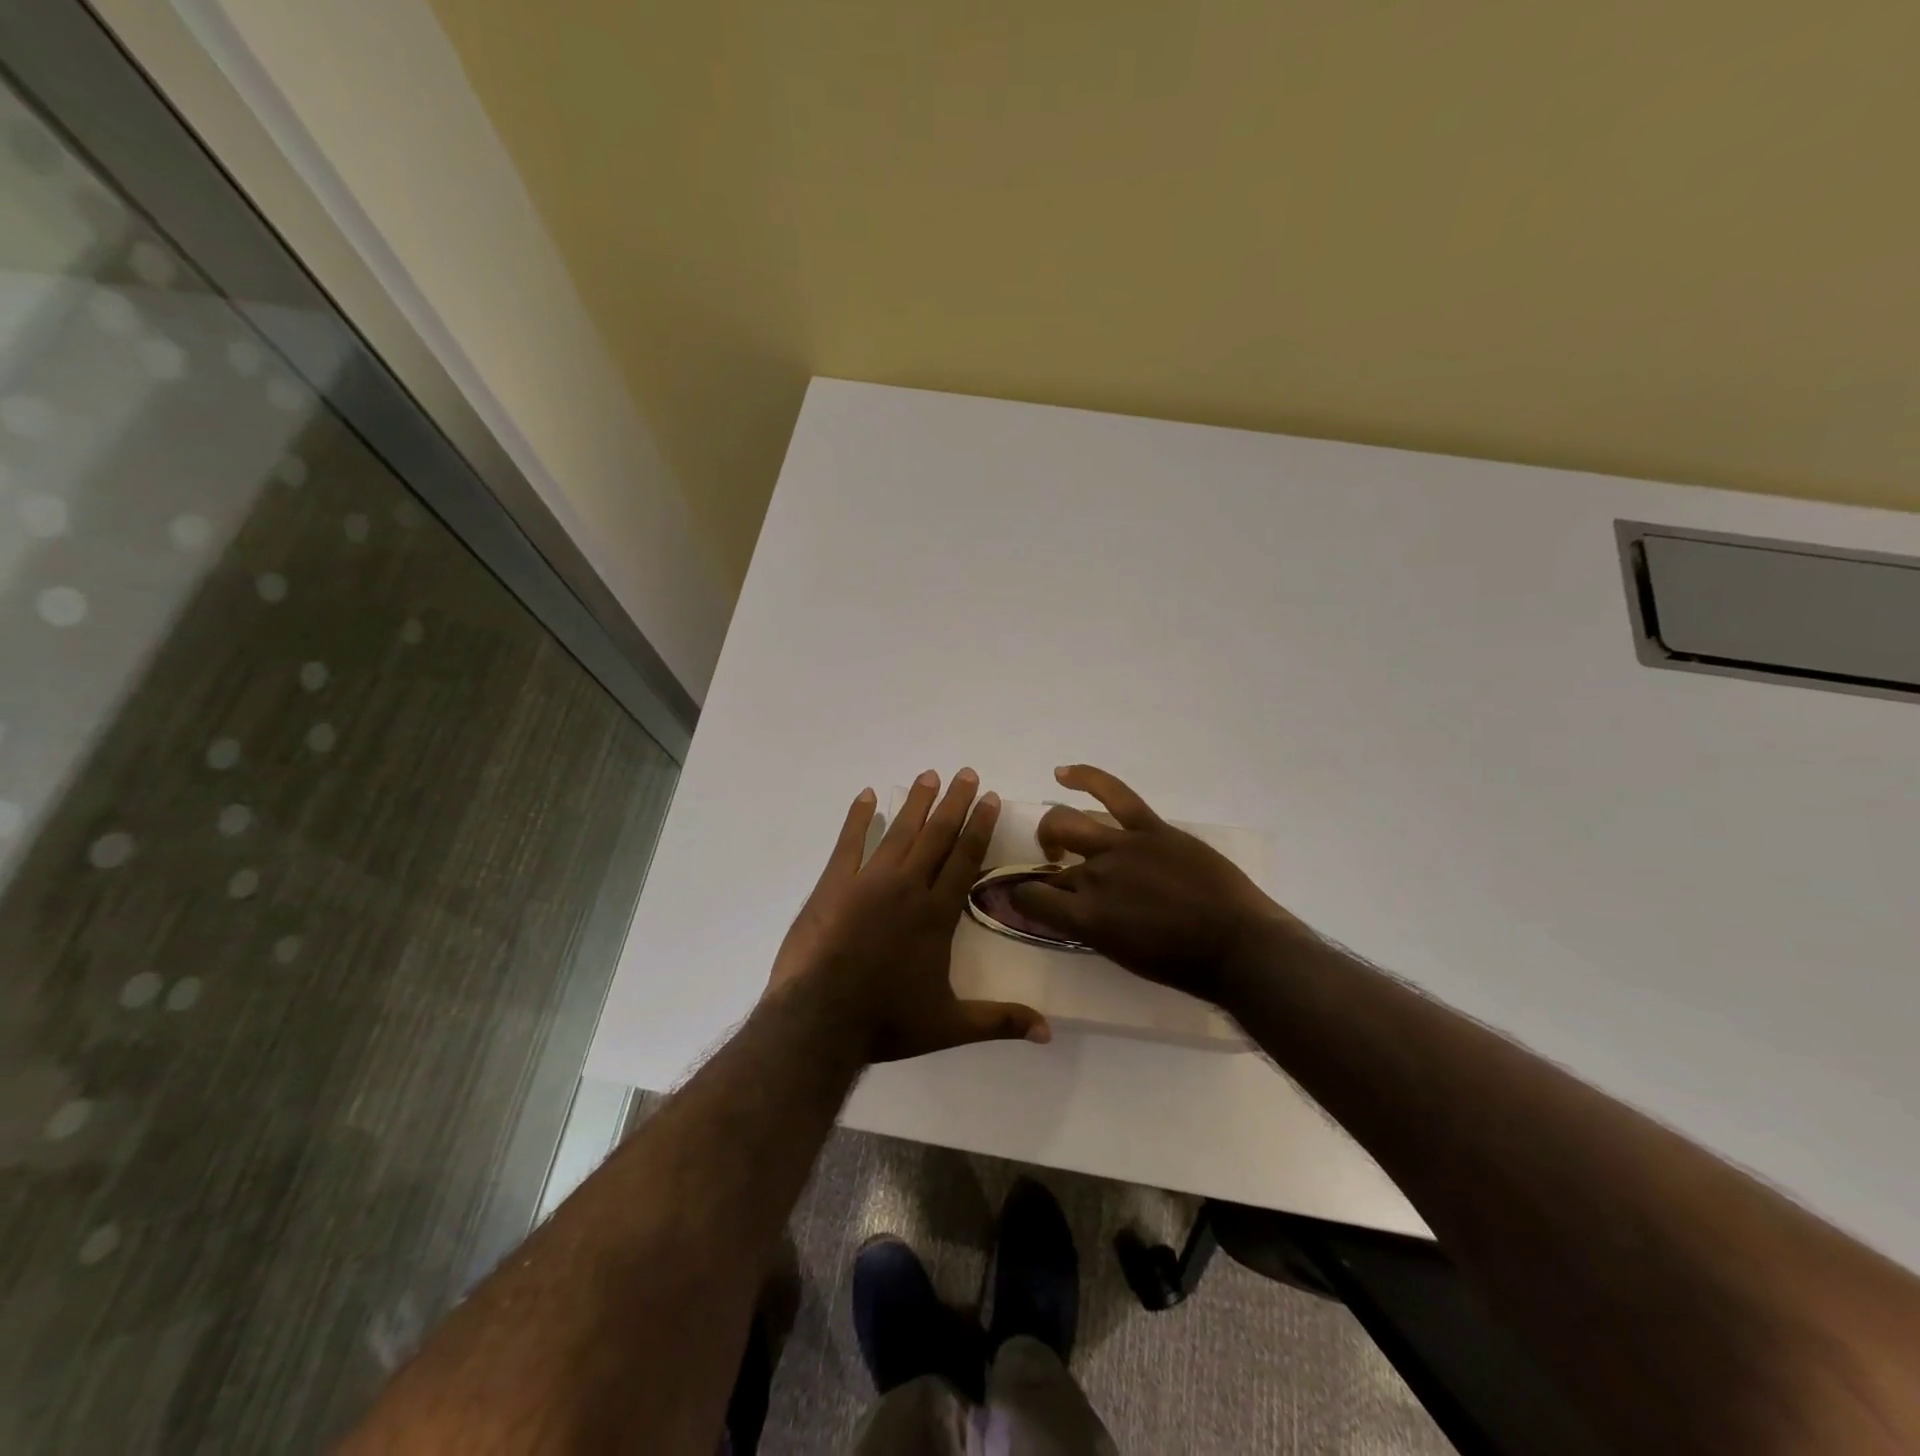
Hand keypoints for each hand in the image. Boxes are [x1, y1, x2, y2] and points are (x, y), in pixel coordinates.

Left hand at [768, 769, 1050, 1061]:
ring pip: (899, 832)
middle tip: (965, 773)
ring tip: (929, 775)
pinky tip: (868, 796)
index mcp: (936, 914)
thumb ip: (1000, 1021)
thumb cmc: (887, 1021)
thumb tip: (1049, 1033)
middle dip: (954, 802)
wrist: (820, 1020)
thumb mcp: (949, 1026)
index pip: (965, 859)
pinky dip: (859, 817)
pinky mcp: (834, 884)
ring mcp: (868, 881)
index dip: (979, 826)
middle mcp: (908, 887)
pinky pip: (849, 842)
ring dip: (916, 802)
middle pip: (936, 835)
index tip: (990, 798)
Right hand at [1007, 765, 1296, 1008]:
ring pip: (1067, 823)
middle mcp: (1095, 876)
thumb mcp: (1122, 955)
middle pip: (1051, 866)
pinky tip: (1064, 773)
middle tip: (1059, 878)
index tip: (1029, 901)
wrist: (1239, 945)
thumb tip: (1072, 910)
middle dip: (1046, 872)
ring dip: (1053, 831)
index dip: (1022, 899)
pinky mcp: (1151, 828)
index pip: (1030, 898)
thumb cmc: (1183, 964)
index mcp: (1086, 917)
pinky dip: (1086, 778)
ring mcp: (1122, 846)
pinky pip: (1114, 793)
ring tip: (1058, 839)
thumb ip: (1089, 927)